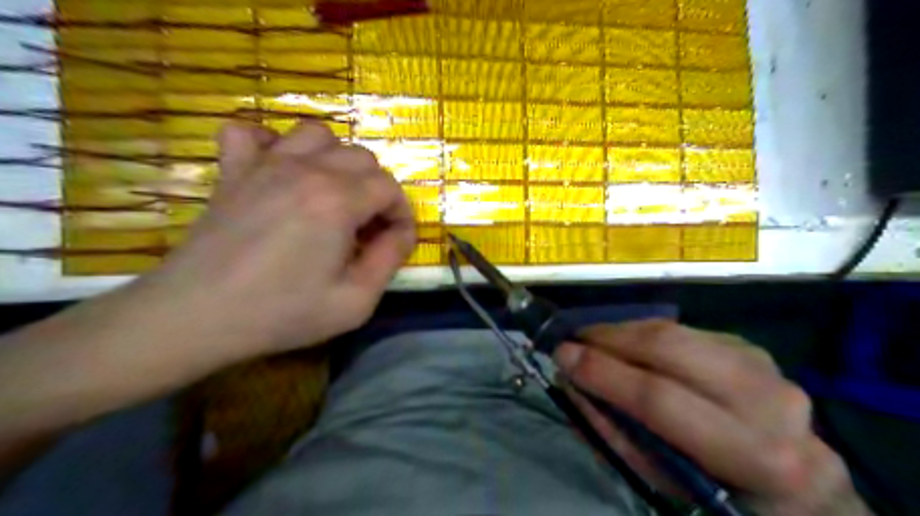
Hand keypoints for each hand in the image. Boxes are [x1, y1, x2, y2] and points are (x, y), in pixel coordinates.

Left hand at [143, 118, 413, 355]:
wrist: (195, 316)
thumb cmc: (282, 312)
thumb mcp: (355, 301)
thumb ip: (390, 260)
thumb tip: (402, 233)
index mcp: (338, 200)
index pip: (389, 188)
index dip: (401, 213)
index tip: (395, 240)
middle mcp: (306, 170)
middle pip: (361, 158)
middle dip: (376, 190)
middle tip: (367, 226)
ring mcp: (265, 164)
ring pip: (317, 135)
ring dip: (336, 160)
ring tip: (333, 194)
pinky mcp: (233, 171)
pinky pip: (251, 132)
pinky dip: (271, 143)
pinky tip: (279, 170)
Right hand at [554, 320, 871, 515]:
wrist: (798, 490)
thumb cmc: (722, 498)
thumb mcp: (665, 485)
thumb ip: (615, 432)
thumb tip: (573, 382)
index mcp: (754, 455)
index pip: (660, 399)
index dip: (603, 373)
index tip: (561, 355)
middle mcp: (770, 401)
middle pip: (670, 347)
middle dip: (609, 337)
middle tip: (573, 339)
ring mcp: (767, 367)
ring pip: (676, 331)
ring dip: (625, 331)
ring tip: (593, 339)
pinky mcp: (752, 349)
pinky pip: (686, 331)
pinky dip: (648, 334)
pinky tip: (629, 344)